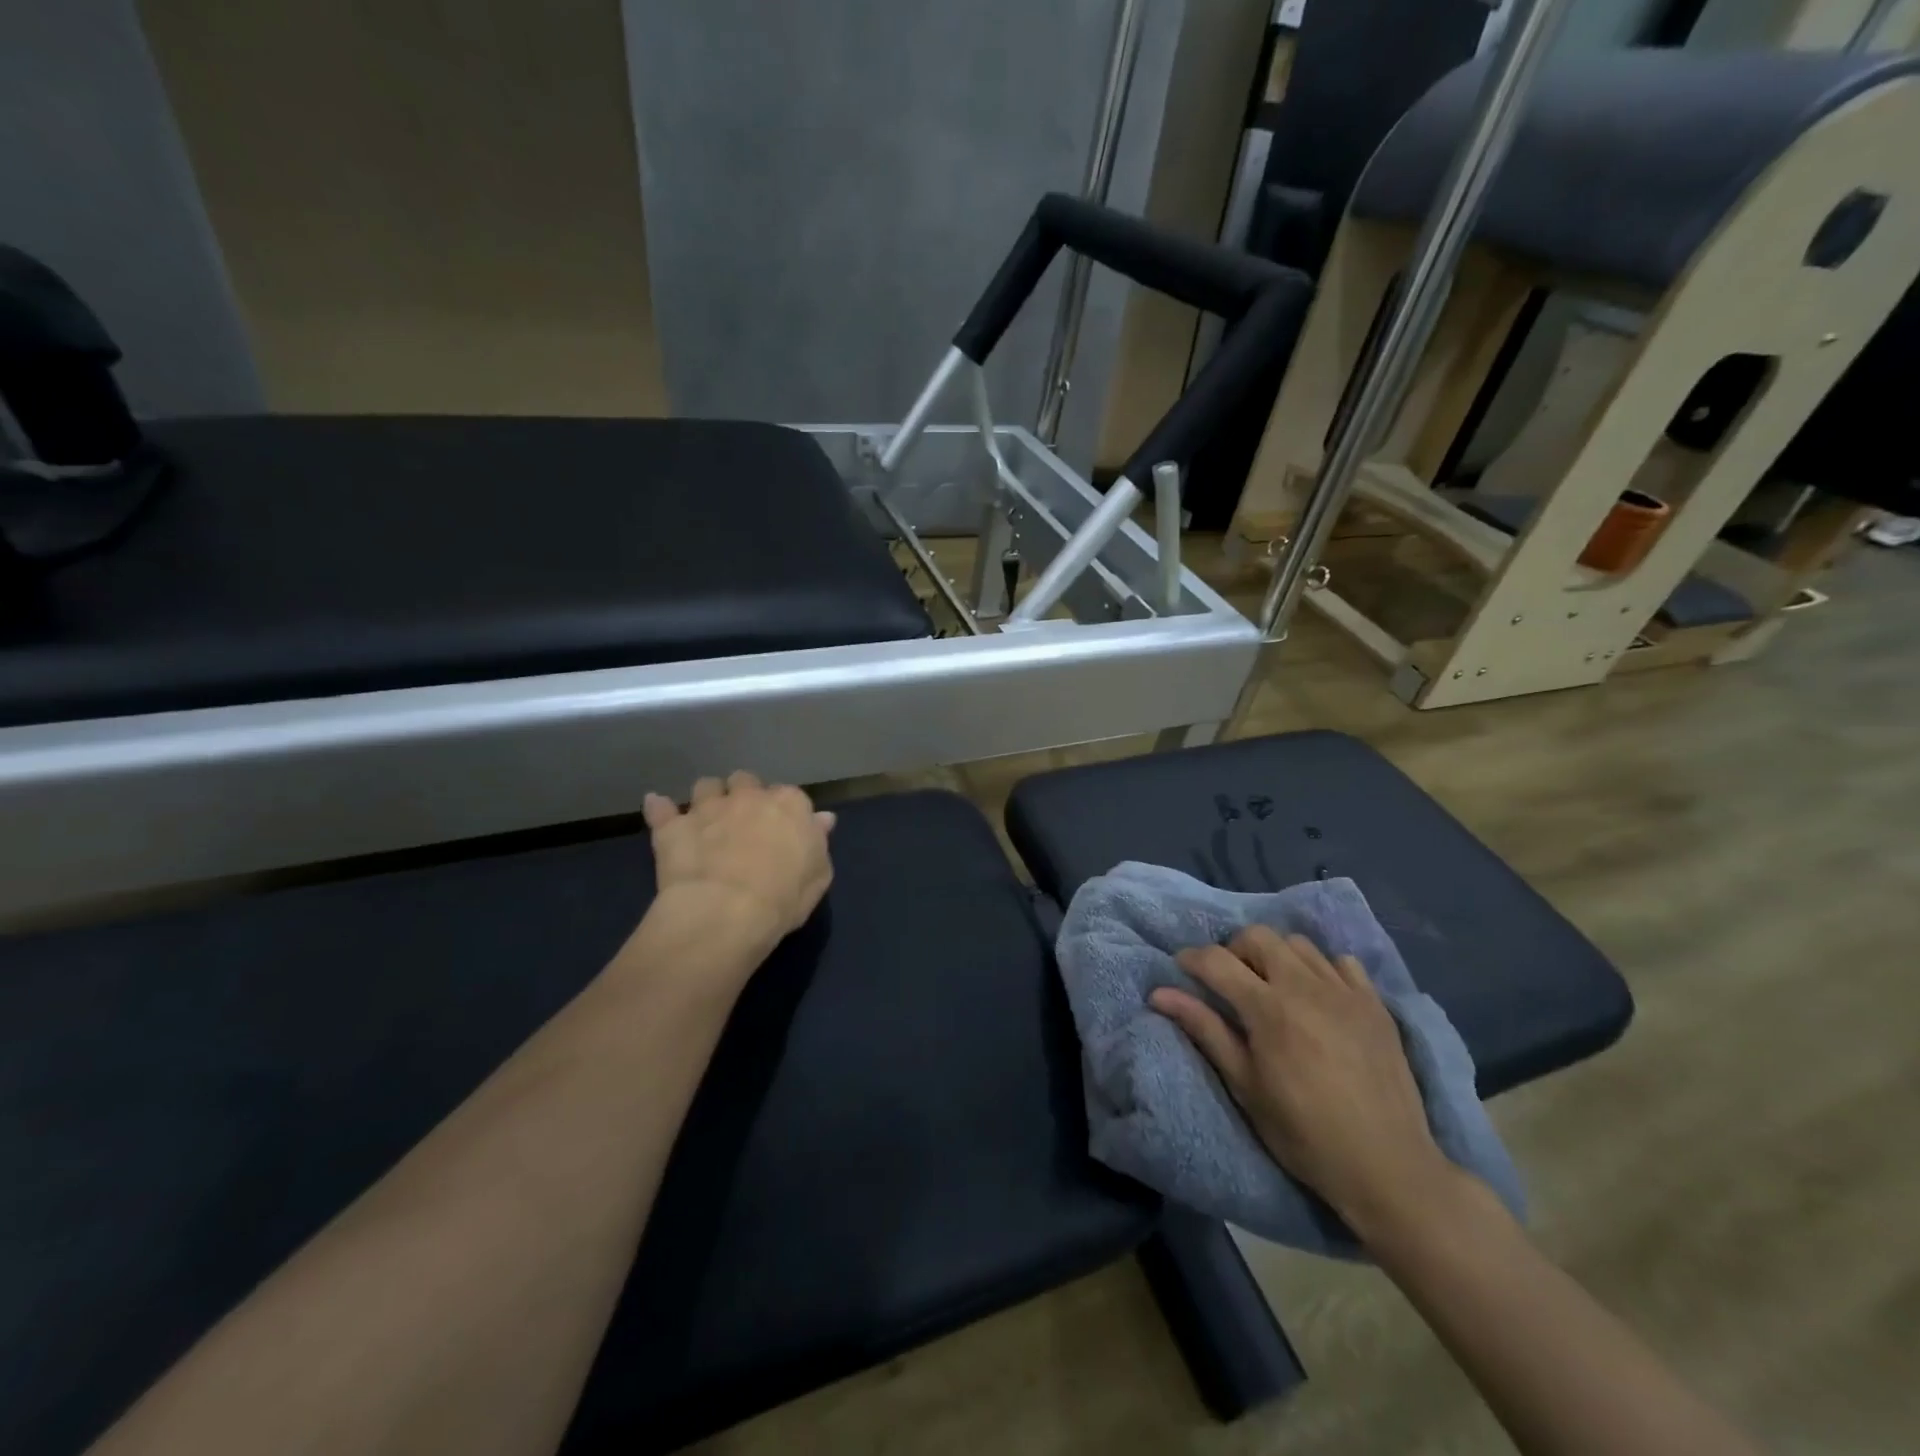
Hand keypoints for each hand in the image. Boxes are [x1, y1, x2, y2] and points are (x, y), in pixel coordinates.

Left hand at [641, 772, 834, 955]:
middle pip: (746, 781)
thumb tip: (822, 818)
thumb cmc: (784, 898)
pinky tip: (658, 809)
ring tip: (706, 818)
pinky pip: (660, 807)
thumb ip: (818, 841)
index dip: (783, 811)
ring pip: (706, 785)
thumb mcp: (819, 876)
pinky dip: (660, 808)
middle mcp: (749, 796)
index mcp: (790, 805)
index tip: (781, 830)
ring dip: (707, 798)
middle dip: (744, 795)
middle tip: (742, 822)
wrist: (726, 913)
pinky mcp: (672, 826)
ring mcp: (708, 808)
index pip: (789, 795)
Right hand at [1150, 926, 1459, 1244]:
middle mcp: (1306, 987)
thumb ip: (1205, 1030)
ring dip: (1276, 956)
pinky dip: (1321, 969)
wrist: (1388, 1167)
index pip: (1217, 960)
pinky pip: (1342, 963)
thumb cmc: (1304, 1133)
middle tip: (1230, 982)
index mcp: (1269, 1008)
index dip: (1192, 959)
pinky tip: (1318, 998)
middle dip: (1234, 950)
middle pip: (1258, 936)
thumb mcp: (1245, 1086)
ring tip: (1273, 988)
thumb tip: (1159, 994)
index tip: (1182, 970)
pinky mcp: (1376, 1004)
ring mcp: (1345, 992)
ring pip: (1298, 943)